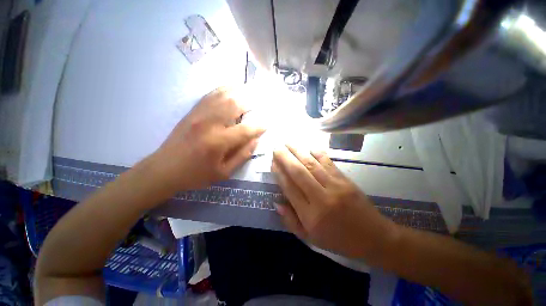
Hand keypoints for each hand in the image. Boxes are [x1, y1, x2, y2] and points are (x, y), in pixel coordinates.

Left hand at [152, 87, 264, 190]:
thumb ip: (242, 155)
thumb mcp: (223, 172)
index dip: (259, 127)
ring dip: (239, 92)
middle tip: (261, 104)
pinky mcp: (193, 111)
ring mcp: (199, 114)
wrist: (164, 168)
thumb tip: (256, 140)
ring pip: (223, 95)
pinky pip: (211, 94)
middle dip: (251, 103)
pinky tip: (232, 88)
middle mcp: (210, 123)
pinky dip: (224, 89)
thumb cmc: (196, 174)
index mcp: (218, 142)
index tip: (267, 125)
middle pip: (235, 105)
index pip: (245, 130)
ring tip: (251, 91)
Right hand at [271, 145, 397, 258]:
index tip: (272, 162)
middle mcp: (321, 198)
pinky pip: (329, 163)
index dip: (279, 173)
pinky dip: (318, 153)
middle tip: (276, 147)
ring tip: (288, 143)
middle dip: (285, 158)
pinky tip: (310, 147)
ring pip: (312, 165)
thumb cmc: (338, 240)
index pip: (289, 188)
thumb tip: (276, 202)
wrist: (374, 238)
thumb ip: (291, 221)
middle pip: (299, 172)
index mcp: (310, 215)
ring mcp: (335, 187)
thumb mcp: (310, 238)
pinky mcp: (346, 180)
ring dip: (298, 151)